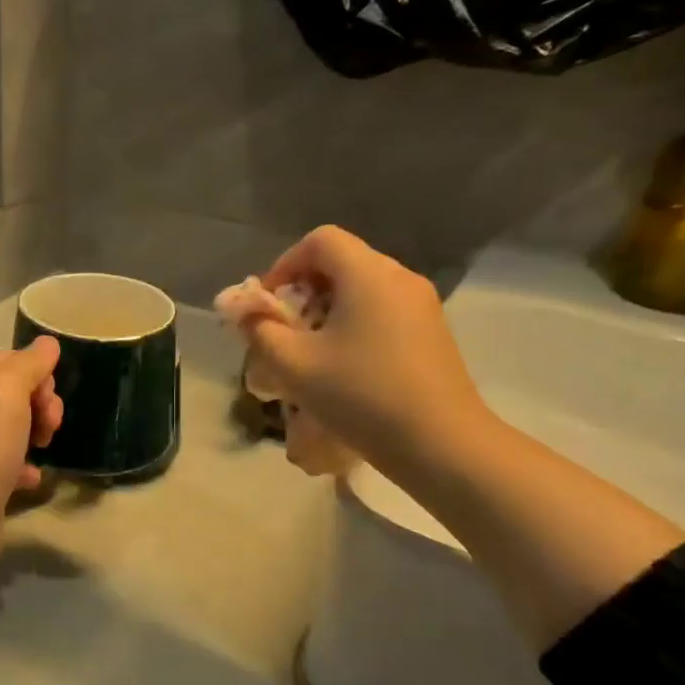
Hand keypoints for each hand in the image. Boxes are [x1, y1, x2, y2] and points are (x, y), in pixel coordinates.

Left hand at [0, 337, 63, 535]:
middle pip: (11, 392)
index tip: (48, 399)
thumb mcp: (10, 389)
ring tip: (42, 452)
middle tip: (49, 429)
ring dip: (34, 435)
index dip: (36, 375)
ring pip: (10, 426)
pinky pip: (2, 459)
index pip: (8, 358)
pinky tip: (28, 479)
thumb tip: (47, 344)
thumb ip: (31, 362)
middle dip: (39, 406)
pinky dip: (20, 466)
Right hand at [238, 226, 488, 472]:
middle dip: (303, 291)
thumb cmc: (361, 396)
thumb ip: (260, 330)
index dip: (285, 265)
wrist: (441, 444)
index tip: (269, 305)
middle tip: (285, 332)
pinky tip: (346, 367)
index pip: (320, 240)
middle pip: (341, 262)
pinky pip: (382, 310)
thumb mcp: (294, 365)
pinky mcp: (432, 331)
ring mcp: (422, 305)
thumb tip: (243, 311)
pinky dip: (354, 324)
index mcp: (368, 274)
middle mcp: (399, 278)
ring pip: (362, 288)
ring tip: (311, 353)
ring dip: (327, 311)